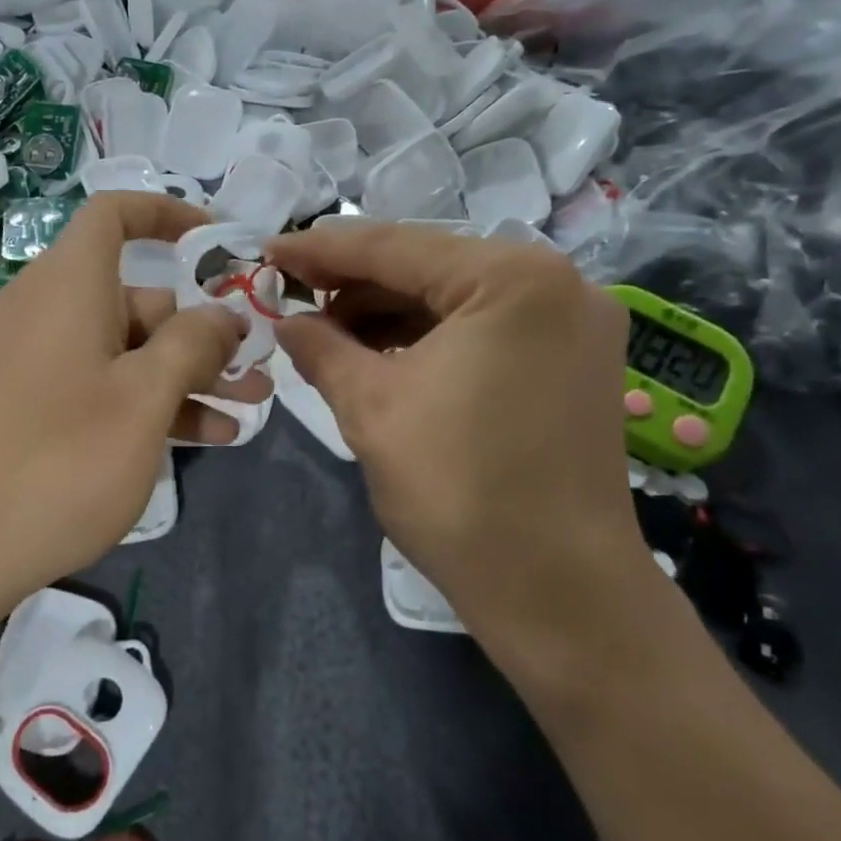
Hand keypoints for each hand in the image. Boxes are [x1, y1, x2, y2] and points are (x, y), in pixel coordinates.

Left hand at [0, 193, 270, 609]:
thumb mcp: (145, 398)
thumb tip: (223, 314)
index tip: (217, 244)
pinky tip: (196, 440)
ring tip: (243, 413)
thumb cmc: (60, 459)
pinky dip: (141, 403)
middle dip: (200, 333)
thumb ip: (193, 344)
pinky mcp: (20, 407)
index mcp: (67, 285)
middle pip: (133, 298)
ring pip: (120, 351)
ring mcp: (27, 362)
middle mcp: (42, 310)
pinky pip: (93, 386)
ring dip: (183, 377)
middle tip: (254, 372)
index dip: (167, 215)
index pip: (114, 214)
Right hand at [265, 222, 647, 660]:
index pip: (394, 246)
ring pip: (456, 295)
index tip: (267, 251)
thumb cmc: (461, 491)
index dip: (320, 248)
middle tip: (292, 295)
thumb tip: (286, 321)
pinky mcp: (573, 359)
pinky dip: (430, 335)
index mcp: (511, 277)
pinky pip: (485, 326)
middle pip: (429, 265)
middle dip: (354, 282)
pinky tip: (379, 351)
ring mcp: (573, 320)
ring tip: (326, 330)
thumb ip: (321, 347)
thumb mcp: (371, 407)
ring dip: (389, 310)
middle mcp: (555, 281)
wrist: (560, 594)